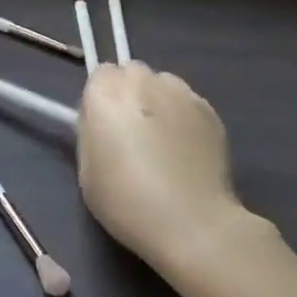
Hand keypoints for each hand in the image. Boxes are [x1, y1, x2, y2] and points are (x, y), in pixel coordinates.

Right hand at [76, 62, 270, 273]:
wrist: (193, 224)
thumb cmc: (128, 203)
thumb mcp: (87, 171)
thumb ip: (92, 132)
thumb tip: (102, 120)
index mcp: (105, 94)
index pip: (99, 74)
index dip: (101, 99)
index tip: (104, 126)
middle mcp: (143, 82)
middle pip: (132, 72)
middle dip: (130, 93)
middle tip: (133, 132)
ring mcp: (181, 93)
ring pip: (163, 84)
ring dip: (158, 101)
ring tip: (165, 140)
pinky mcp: (210, 110)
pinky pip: (188, 102)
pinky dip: (184, 117)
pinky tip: (187, 150)